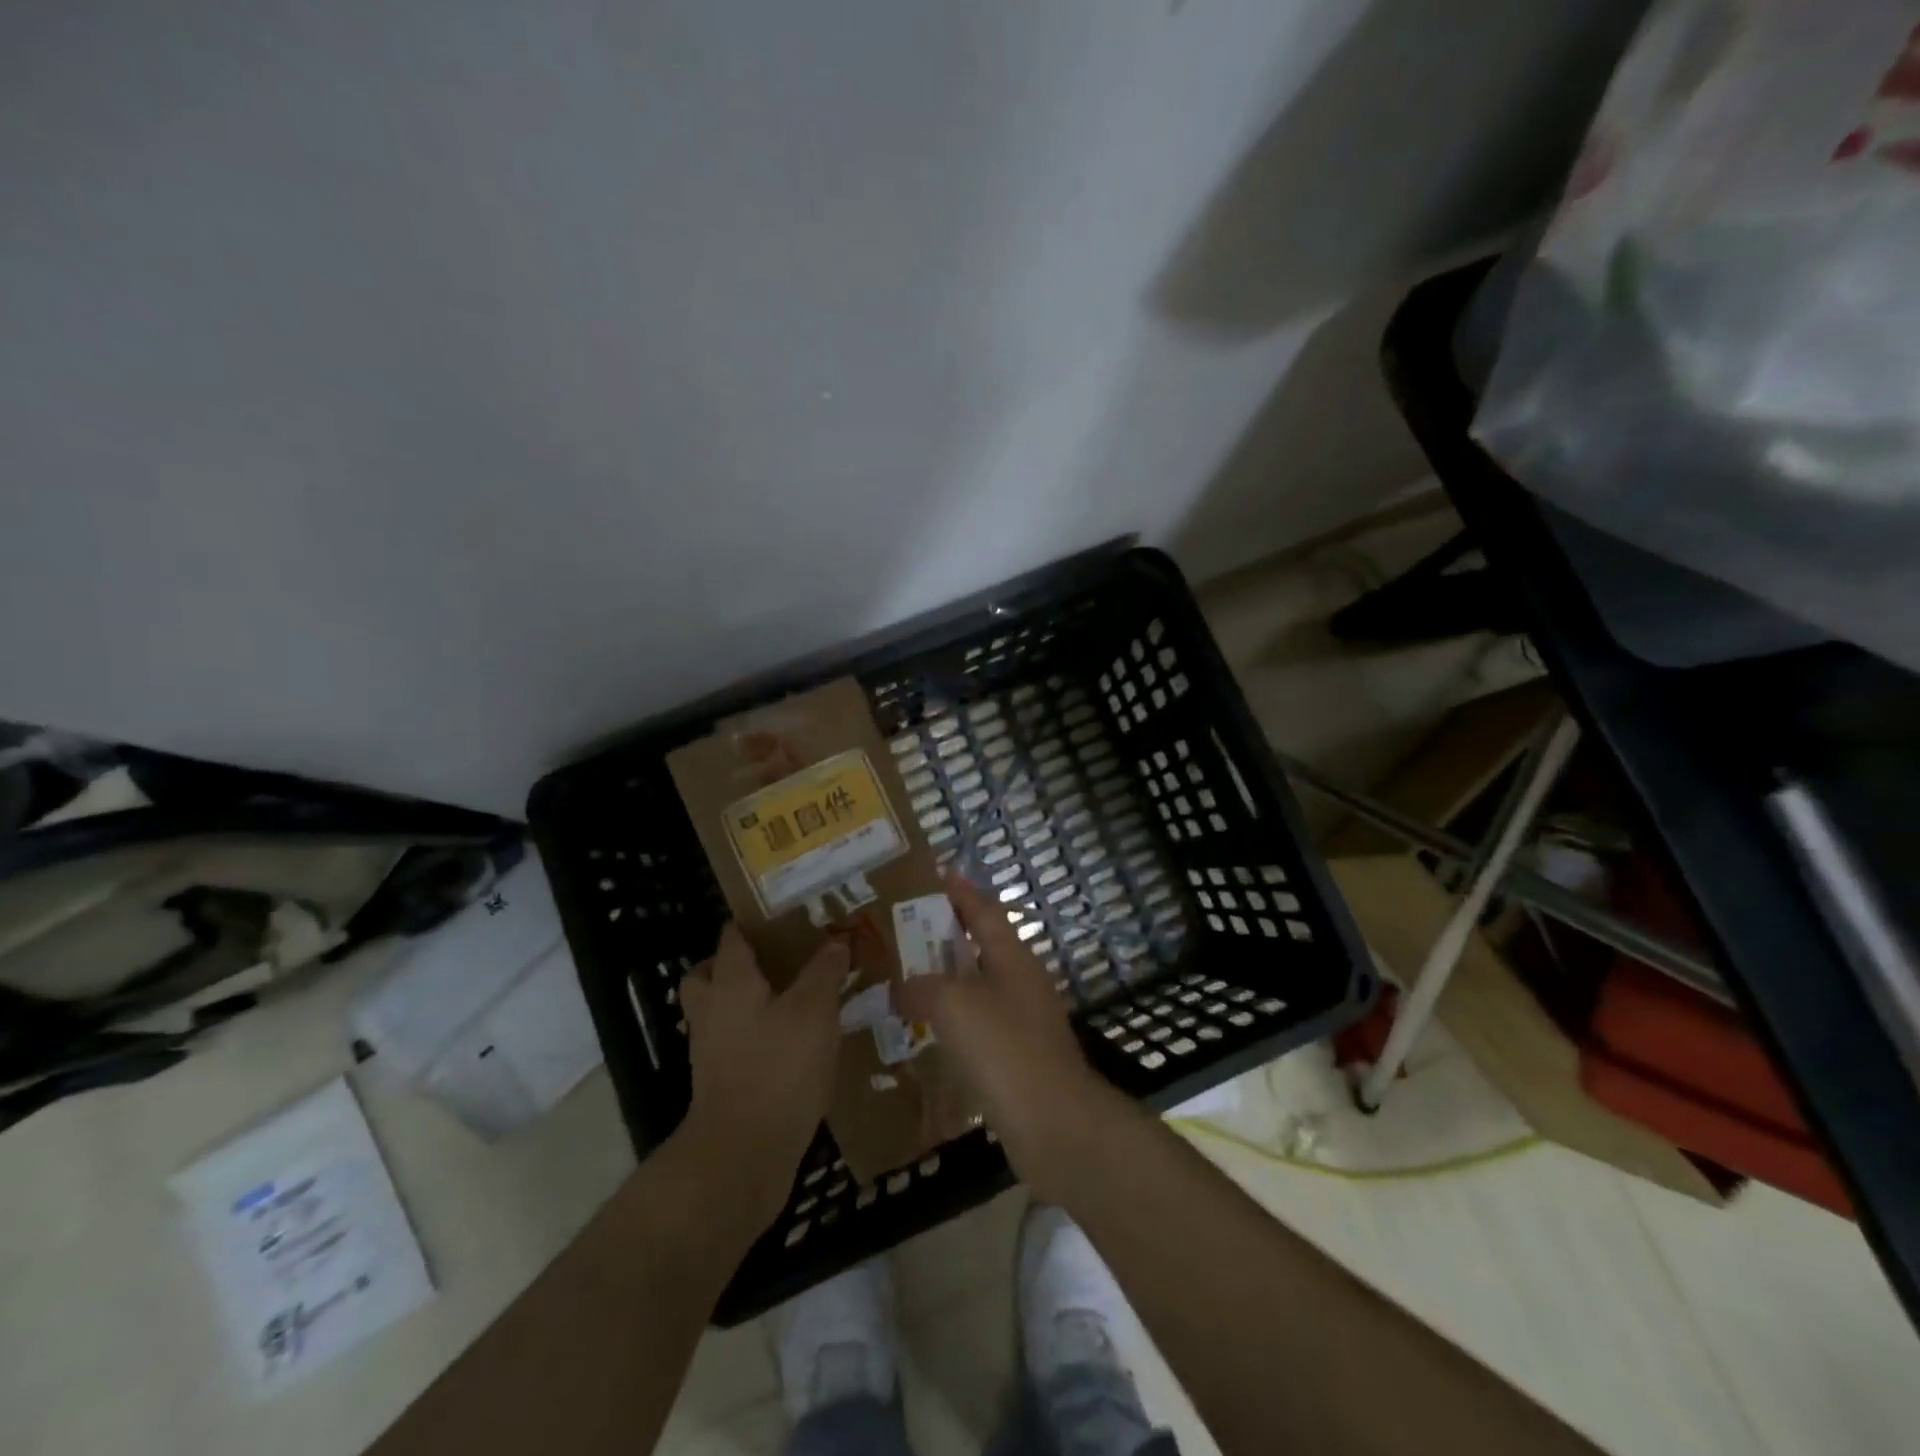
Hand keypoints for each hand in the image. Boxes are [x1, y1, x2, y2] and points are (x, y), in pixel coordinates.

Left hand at [676, 924, 845, 1232]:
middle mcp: (712, 1010)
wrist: (742, 1153)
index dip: (750, 924)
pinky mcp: (721, 1083)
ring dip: (745, 1002)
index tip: (779, 915)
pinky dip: (754, 1037)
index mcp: (730, 982)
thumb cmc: (778, 1067)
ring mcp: (711, 1050)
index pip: (731, 939)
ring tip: (790, 1000)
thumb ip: (824, 972)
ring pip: (720, 1011)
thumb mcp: (814, 1011)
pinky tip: (791, 1043)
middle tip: (773, 961)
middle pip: (708, 975)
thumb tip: (836, 941)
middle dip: (733, 965)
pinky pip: (733, 1044)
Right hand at [893, 873, 1116, 1201]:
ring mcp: (1022, 1021)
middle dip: (945, 937)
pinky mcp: (1017, 1058)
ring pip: (977, 989)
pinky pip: (978, 1028)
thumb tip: (899, 988)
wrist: (1055, 1124)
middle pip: (980, 947)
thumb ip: (921, 988)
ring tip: (904, 981)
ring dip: (945, 983)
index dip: (959, 891)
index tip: (935, 874)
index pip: (984, 910)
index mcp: (1013, 957)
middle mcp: (1021, 982)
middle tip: (903, 931)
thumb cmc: (1005, 1049)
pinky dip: (951, 1024)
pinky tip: (924, 1035)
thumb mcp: (955, 1005)